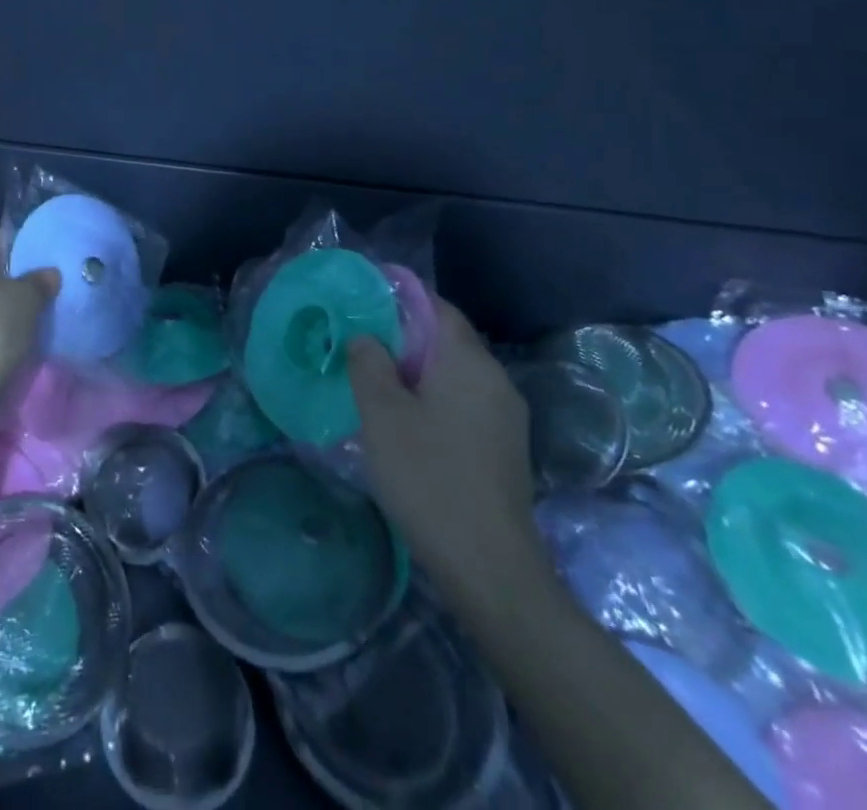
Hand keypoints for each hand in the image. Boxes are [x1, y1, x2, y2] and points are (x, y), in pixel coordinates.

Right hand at [347, 299, 548, 604]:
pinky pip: (464, 404)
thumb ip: (369, 363)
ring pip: (455, 375)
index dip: (401, 297)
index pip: (437, 307)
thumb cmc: (429, 478)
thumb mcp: (382, 414)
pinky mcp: (505, 450)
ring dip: (417, 372)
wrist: (490, 569)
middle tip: (360, 346)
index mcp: (469, 362)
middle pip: (447, 340)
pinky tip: (406, 425)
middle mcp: (496, 380)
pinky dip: (434, 400)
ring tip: (376, 385)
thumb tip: (367, 337)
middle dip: (404, 337)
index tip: (364, 301)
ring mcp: (506, 418)